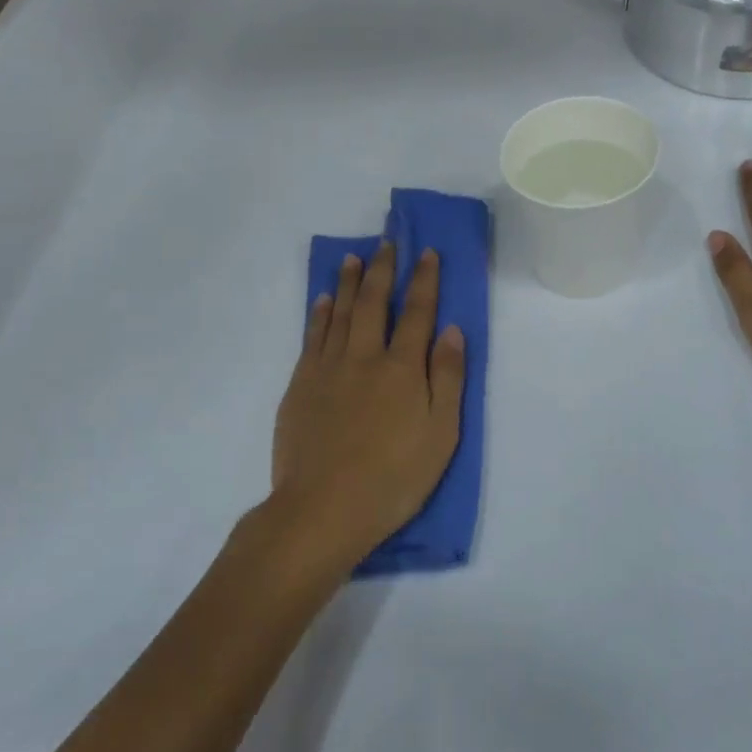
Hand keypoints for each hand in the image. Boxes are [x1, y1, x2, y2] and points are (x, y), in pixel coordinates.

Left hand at [269, 243, 465, 572]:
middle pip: (374, 302)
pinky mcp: (301, 384)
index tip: (426, 252)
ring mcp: (328, 368)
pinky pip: (312, 336)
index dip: (424, 280)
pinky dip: (319, 313)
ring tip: (353, 257)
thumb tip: (451, 329)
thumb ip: (448, 378)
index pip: (417, 312)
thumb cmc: (393, 478)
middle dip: (383, 269)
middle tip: (387, 241)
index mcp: (402, 368)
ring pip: (340, 312)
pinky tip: (323, 300)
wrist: (322, 509)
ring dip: (348, 282)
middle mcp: (364, 356)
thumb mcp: (441, 435)